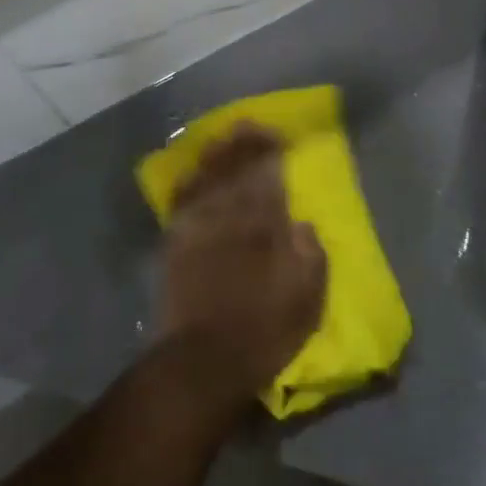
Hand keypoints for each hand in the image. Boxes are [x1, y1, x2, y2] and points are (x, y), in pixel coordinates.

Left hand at [157, 124, 326, 412]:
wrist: (202, 361)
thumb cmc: (263, 332)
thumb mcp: (306, 301)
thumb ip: (309, 257)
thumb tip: (303, 224)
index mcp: (264, 230)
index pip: (268, 179)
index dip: (271, 154)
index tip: (278, 136)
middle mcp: (229, 219)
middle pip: (236, 172)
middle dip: (244, 146)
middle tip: (249, 125)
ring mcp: (198, 229)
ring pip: (207, 180)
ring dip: (217, 155)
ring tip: (224, 136)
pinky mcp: (175, 244)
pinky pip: (182, 202)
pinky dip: (188, 182)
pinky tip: (193, 172)